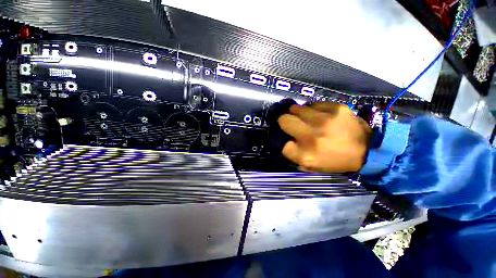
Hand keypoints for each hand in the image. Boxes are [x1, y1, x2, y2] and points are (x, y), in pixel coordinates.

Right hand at [278, 102, 371, 171]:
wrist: (366, 150)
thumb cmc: (335, 160)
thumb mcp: (311, 165)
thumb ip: (293, 154)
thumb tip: (283, 140)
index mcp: (305, 154)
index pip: (281, 143)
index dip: (281, 139)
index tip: (285, 137)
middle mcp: (312, 136)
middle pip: (284, 120)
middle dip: (284, 121)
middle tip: (289, 122)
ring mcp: (324, 120)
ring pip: (296, 108)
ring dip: (296, 113)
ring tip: (303, 117)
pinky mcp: (335, 109)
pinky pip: (313, 104)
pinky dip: (312, 109)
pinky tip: (319, 115)